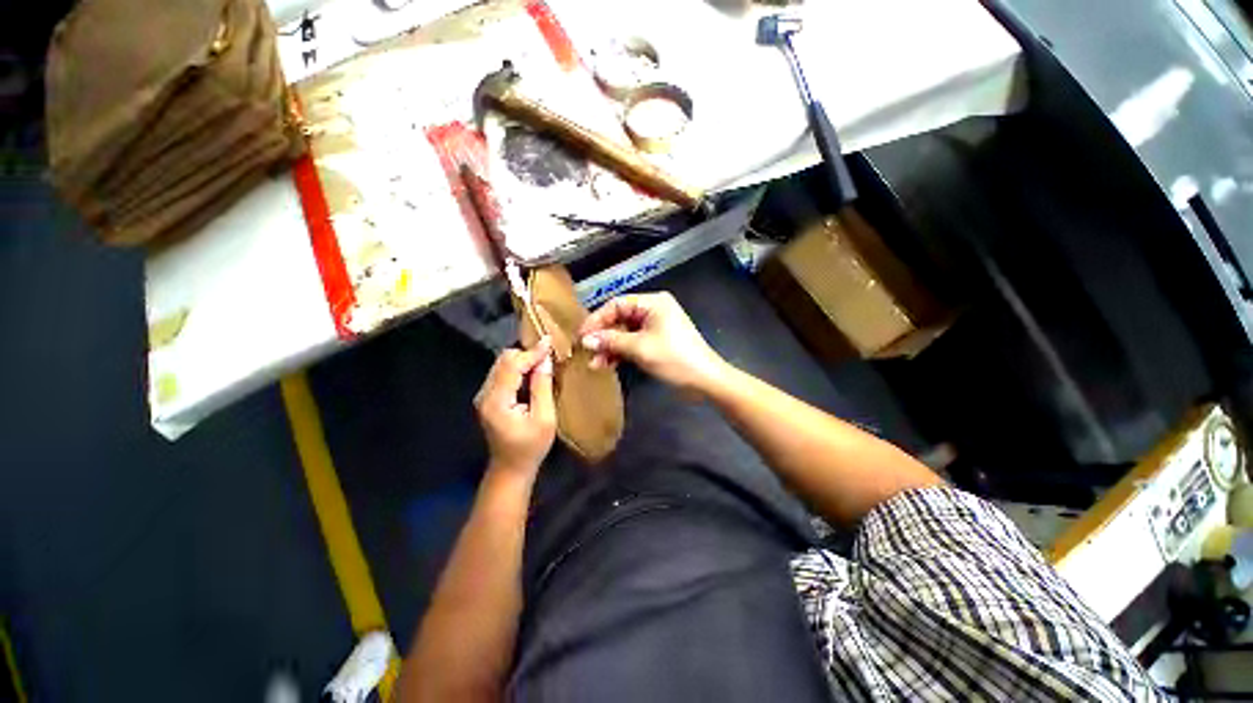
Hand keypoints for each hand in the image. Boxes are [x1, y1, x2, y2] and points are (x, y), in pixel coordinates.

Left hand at [474, 339, 556, 477]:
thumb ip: (542, 387)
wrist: (511, 468)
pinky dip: (518, 368)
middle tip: (548, 355)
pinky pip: (502, 373)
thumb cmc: (531, 447)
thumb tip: (545, 360)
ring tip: (543, 362)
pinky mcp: (488, 397)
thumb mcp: (544, 418)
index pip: (512, 365)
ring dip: (522, 359)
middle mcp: (485, 394)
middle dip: (526, 353)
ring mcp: (484, 395)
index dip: (532, 352)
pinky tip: (532, 372)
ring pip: (502, 364)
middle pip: (503, 360)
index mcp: (497, 401)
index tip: (550, 342)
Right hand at [579, 292, 725, 392]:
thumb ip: (611, 341)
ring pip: (625, 333)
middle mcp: (653, 310)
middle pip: (620, 319)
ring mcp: (655, 327)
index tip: (582, 336)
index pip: (617, 304)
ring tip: (595, 364)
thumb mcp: (640, 348)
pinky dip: (621, 353)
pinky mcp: (657, 342)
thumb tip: (586, 340)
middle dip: (603, 336)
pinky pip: (634, 343)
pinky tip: (608, 364)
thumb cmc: (674, 359)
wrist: (705, 380)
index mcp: (653, 303)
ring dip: (610, 347)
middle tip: (586, 352)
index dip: (597, 319)